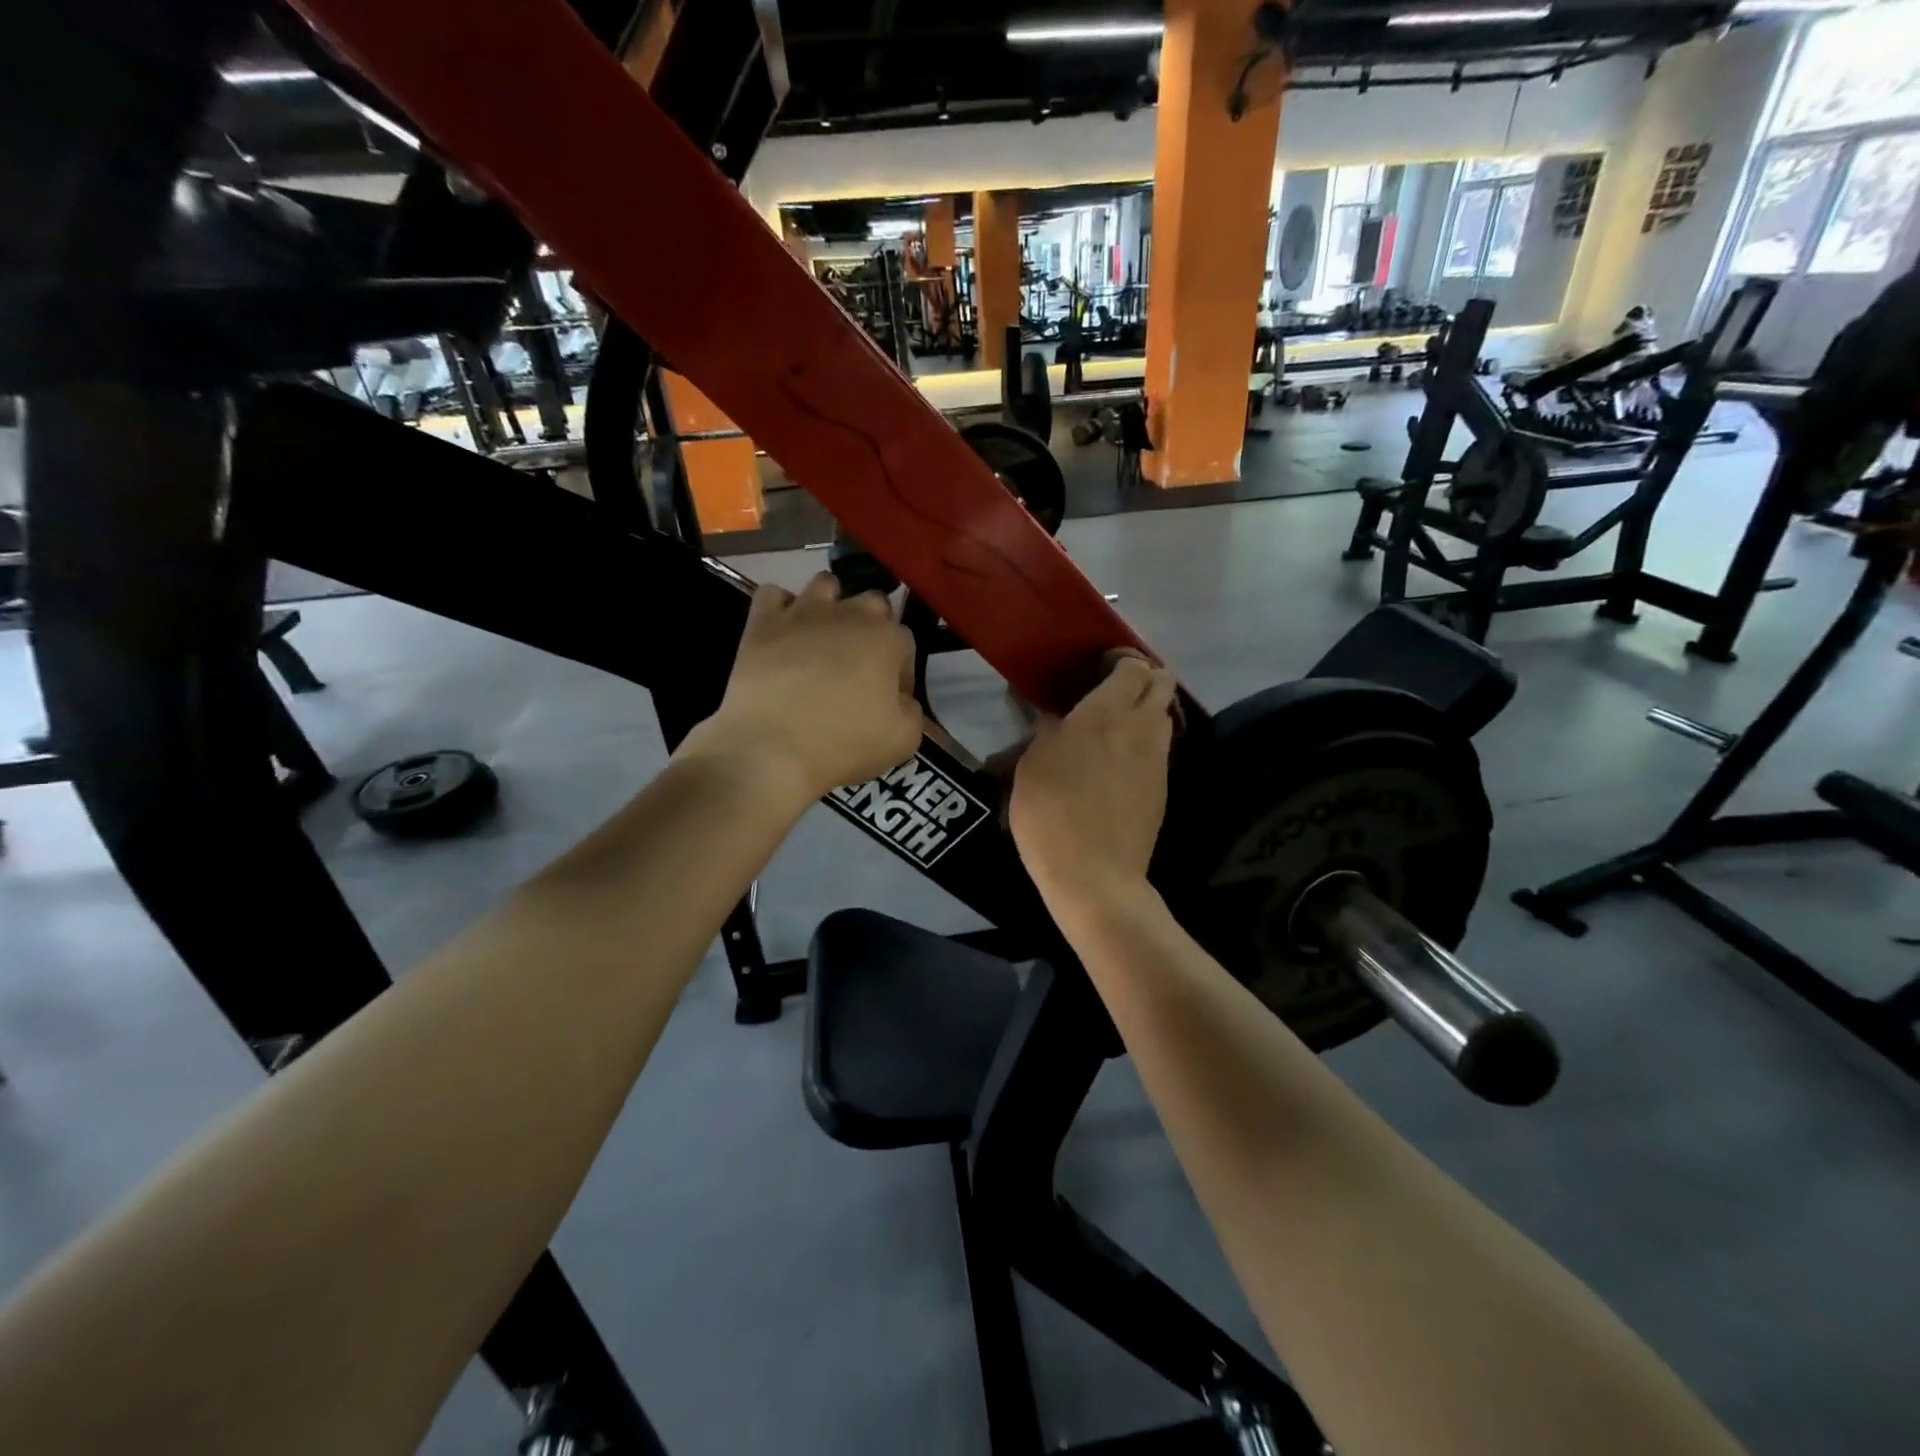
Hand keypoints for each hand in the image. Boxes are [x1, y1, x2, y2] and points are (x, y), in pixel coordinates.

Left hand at [691, 573, 922, 801]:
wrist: (771, 748)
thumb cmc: (843, 744)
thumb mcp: (904, 740)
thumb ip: (912, 710)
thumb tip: (900, 698)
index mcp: (888, 639)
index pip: (906, 642)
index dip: (899, 672)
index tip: (888, 699)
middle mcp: (849, 613)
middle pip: (872, 603)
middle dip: (871, 627)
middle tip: (858, 666)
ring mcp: (803, 612)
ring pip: (826, 584)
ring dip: (831, 604)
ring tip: (822, 638)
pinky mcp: (763, 621)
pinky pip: (773, 594)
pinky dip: (780, 608)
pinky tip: (783, 633)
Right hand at [1009, 653, 1176, 910]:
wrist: (1095, 875)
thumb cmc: (1051, 814)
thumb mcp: (1031, 767)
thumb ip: (1047, 732)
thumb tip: (1057, 718)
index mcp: (1104, 714)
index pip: (1131, 667)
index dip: (1119, 661)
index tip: (1097, 669)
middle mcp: (1140, 728)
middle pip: (1161, 683)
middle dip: (1144, 678)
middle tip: (1112, 692)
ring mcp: (1157, 759)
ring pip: (1164, 716)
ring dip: (1147, 711)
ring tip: (1115, 728)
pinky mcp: (1163, 787)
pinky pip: (1159, 749)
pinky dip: (1145, 743)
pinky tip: (1119, 763)